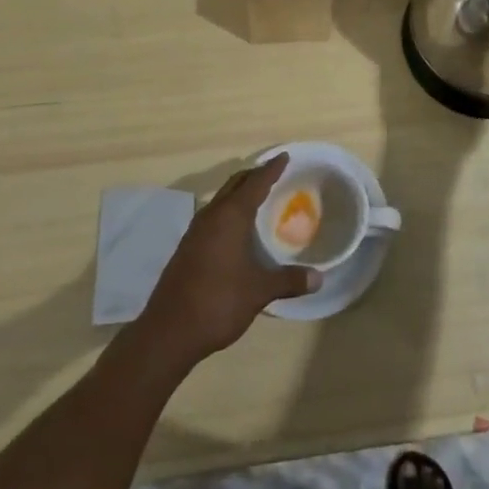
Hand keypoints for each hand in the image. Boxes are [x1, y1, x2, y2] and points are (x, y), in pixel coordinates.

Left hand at [137, 155, 320, 367]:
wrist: (168, 331)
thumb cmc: (218, 302)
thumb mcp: (259, 291)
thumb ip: (289, 281)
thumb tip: (320, 278)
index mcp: (231, 216)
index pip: (255, 183)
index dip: (271, 169)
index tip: (284, 156)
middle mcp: (212, 215)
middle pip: (235, 184)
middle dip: (254, 175)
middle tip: (274, 172)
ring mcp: (195, 231)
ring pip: (222, 199)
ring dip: (239, 193)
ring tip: (257, 197)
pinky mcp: (187, 247)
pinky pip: (213, 216)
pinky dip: (228, 211)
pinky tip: (236, 229)